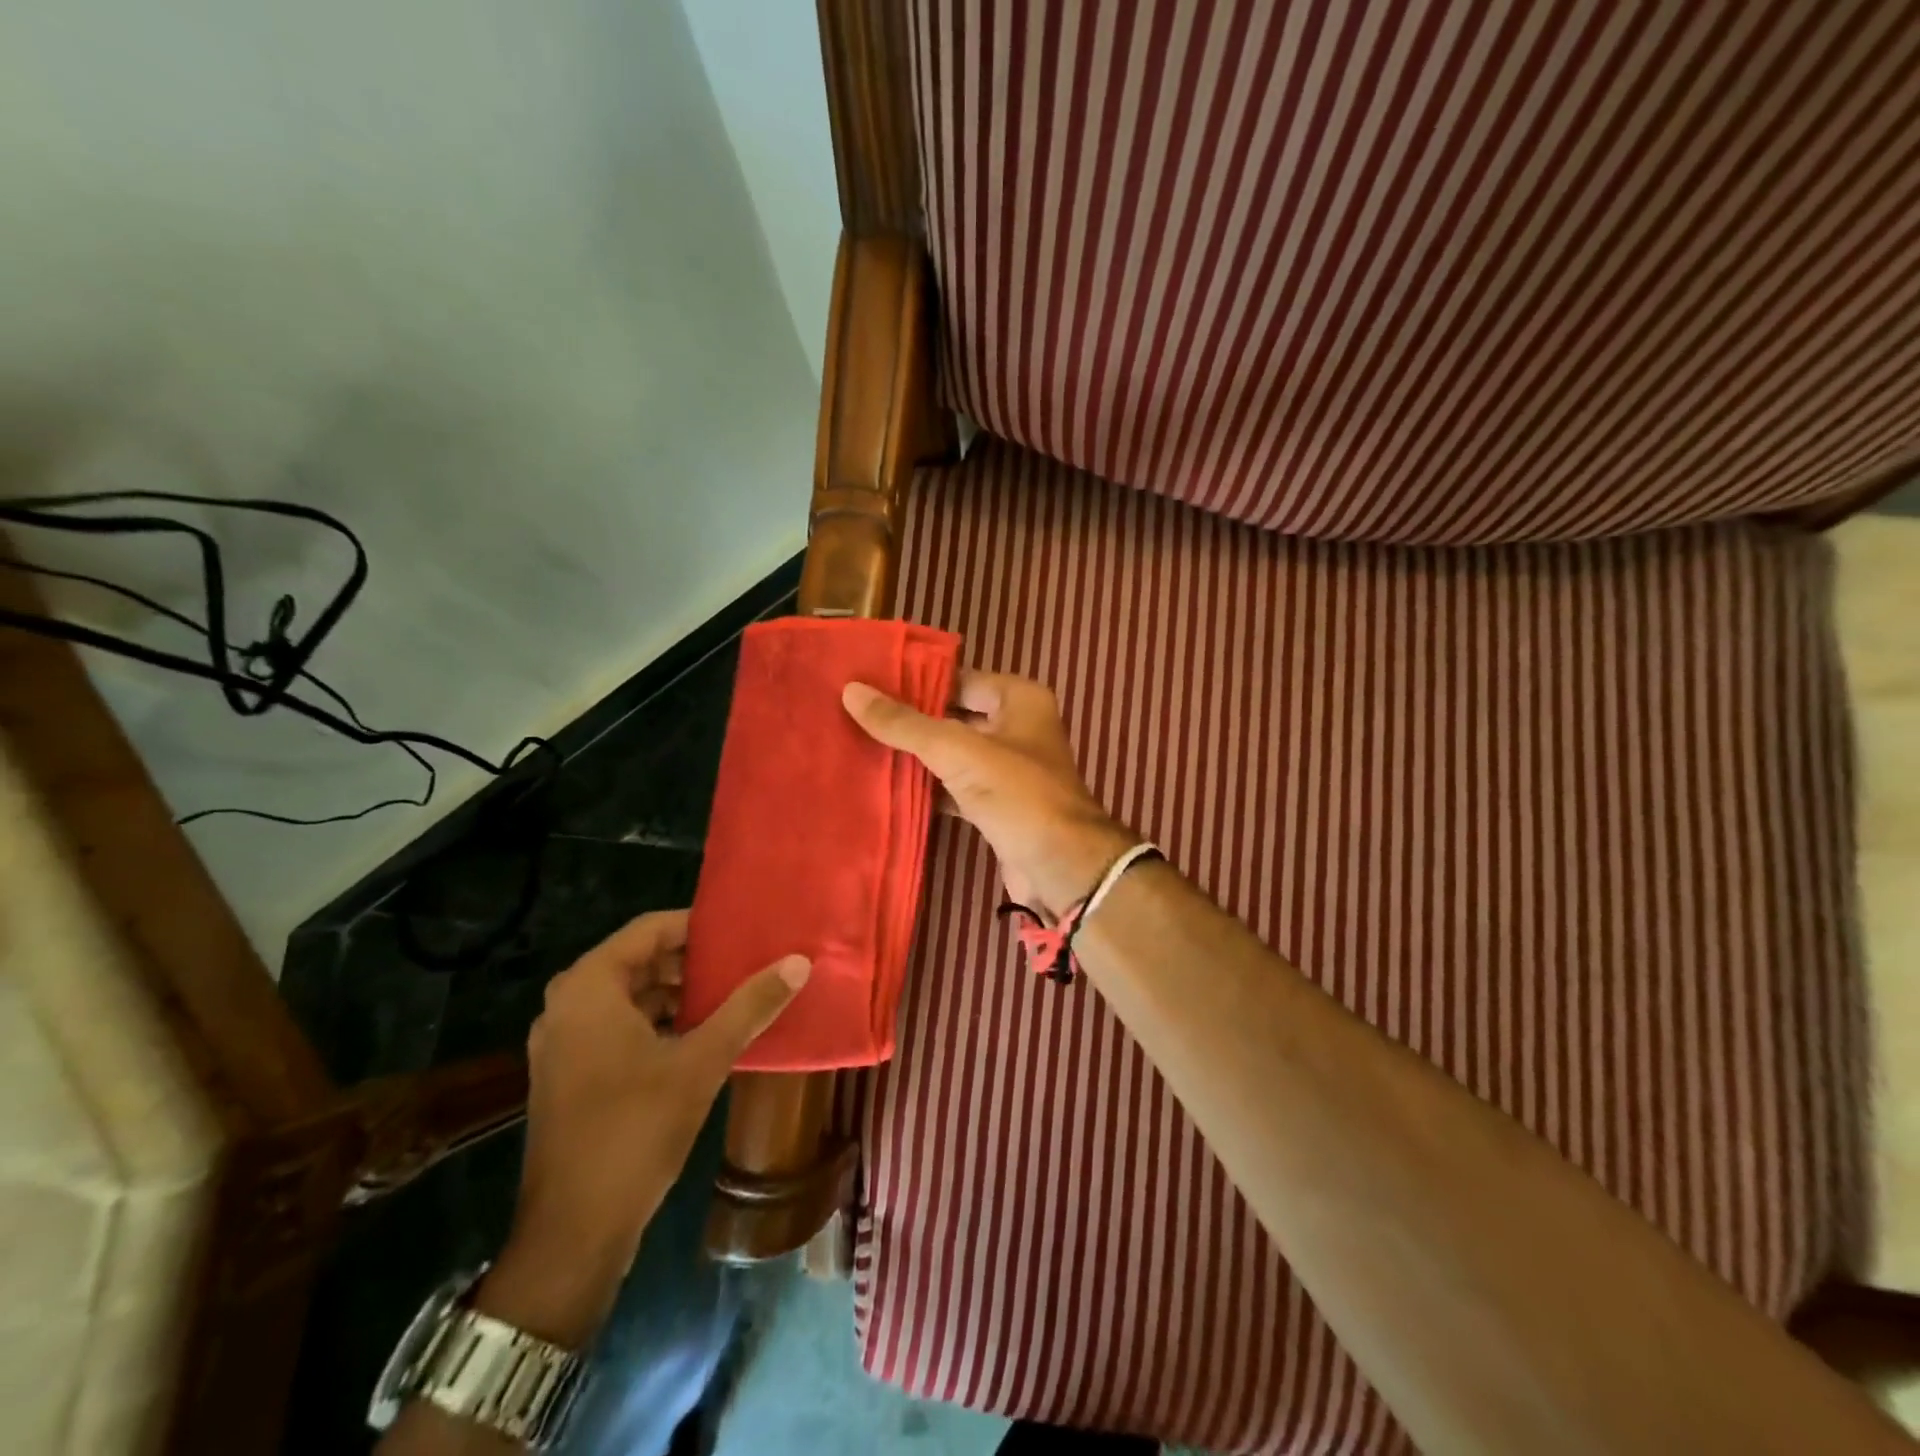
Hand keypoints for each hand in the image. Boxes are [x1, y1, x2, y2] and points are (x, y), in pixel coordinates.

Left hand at [476, 910, 807, 1345]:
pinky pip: (620, 1025)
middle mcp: (568, 1004)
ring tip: (732, 994)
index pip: (649, 928)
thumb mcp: (702, 1061)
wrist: (574, 1232)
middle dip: (692, 961)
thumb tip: (798, 962)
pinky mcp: (570, 1073)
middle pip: (640, 960)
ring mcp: (564, 1042)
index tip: (743, 931)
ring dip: (678, 993)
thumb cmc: (634, 1130)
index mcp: (589, 987)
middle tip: (745, 961)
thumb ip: (750, 1006)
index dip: (698, 926)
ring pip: (631, 995)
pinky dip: (660, 1022)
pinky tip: (703, 1034)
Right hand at [844, 670, 1133, 917]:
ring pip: (952, 753)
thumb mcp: (959, 751)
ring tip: (860, 745)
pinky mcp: (996, 804)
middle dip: (910, 720)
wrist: (1062, 867)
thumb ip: (906, 724)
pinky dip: (927, 788)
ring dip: (916, 756)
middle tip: (855, 714)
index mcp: (1019, 699)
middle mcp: (1016, 727)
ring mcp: (1007, 768)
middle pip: (953, 715)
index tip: (867, 683)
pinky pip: (954, 786)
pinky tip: (888, 786)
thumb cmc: (1019, 795)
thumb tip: (852, 691)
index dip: (915, 681)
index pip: (958, 678)